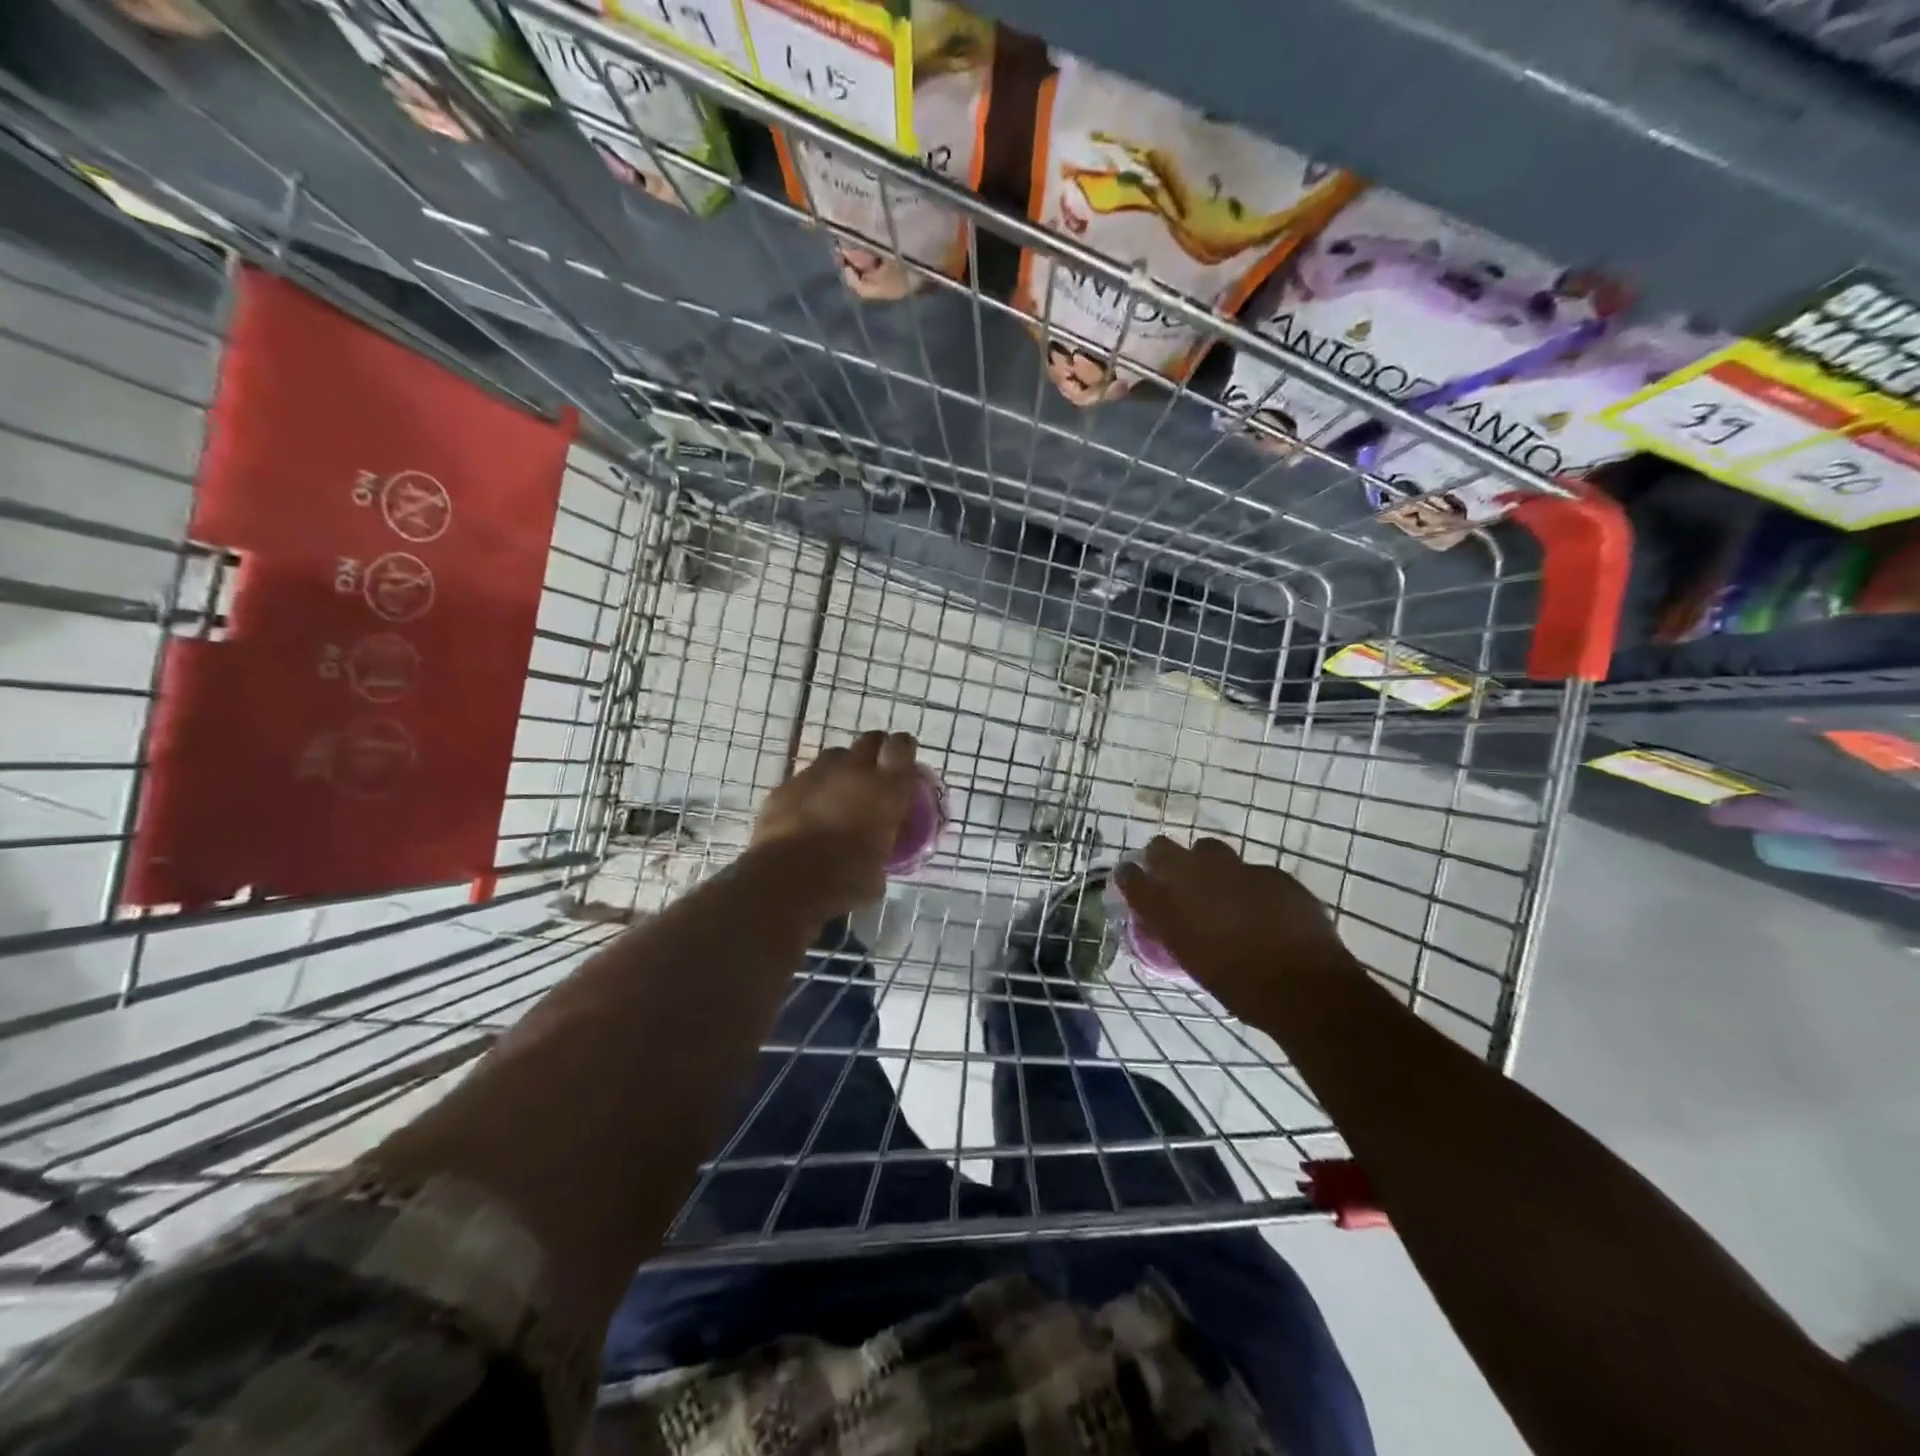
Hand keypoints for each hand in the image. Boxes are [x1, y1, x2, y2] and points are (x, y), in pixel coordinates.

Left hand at [749, 730, 919, 913]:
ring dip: (840, 771)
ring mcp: (814, 775)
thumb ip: (882, 849)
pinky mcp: (783, 787)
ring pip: (833, 758)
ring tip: (838, 796)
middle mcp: (853, 771)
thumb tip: (876, 854)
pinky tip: (805, 816)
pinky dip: (809, 793)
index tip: (903, 764)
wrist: (787, 881)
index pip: (902, 746)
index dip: (903, 750)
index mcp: (886, 788)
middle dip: (874, 752)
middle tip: (874, 775)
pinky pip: (802, 781)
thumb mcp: (879, 870)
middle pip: (869, 740)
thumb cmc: (846, 879)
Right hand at [1115, 836, 1357, 1020]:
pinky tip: (1262, 907)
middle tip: (1172, 875)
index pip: (1131, 877)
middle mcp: (1194, 878)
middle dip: (1162, 857)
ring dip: (1207, 863)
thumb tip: (1168, 921)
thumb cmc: (1240, 987)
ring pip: (1209, 849)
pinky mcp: (1270, 873)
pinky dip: (1249, 884)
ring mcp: (1234, 869)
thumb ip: (1176, 932)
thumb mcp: (1193, 961)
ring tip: (1219, 887)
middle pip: (1162, 848)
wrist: (1304, 987)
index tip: (1133, 879)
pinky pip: (1251, 871)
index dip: (1130, 876)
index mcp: (1169, 907)